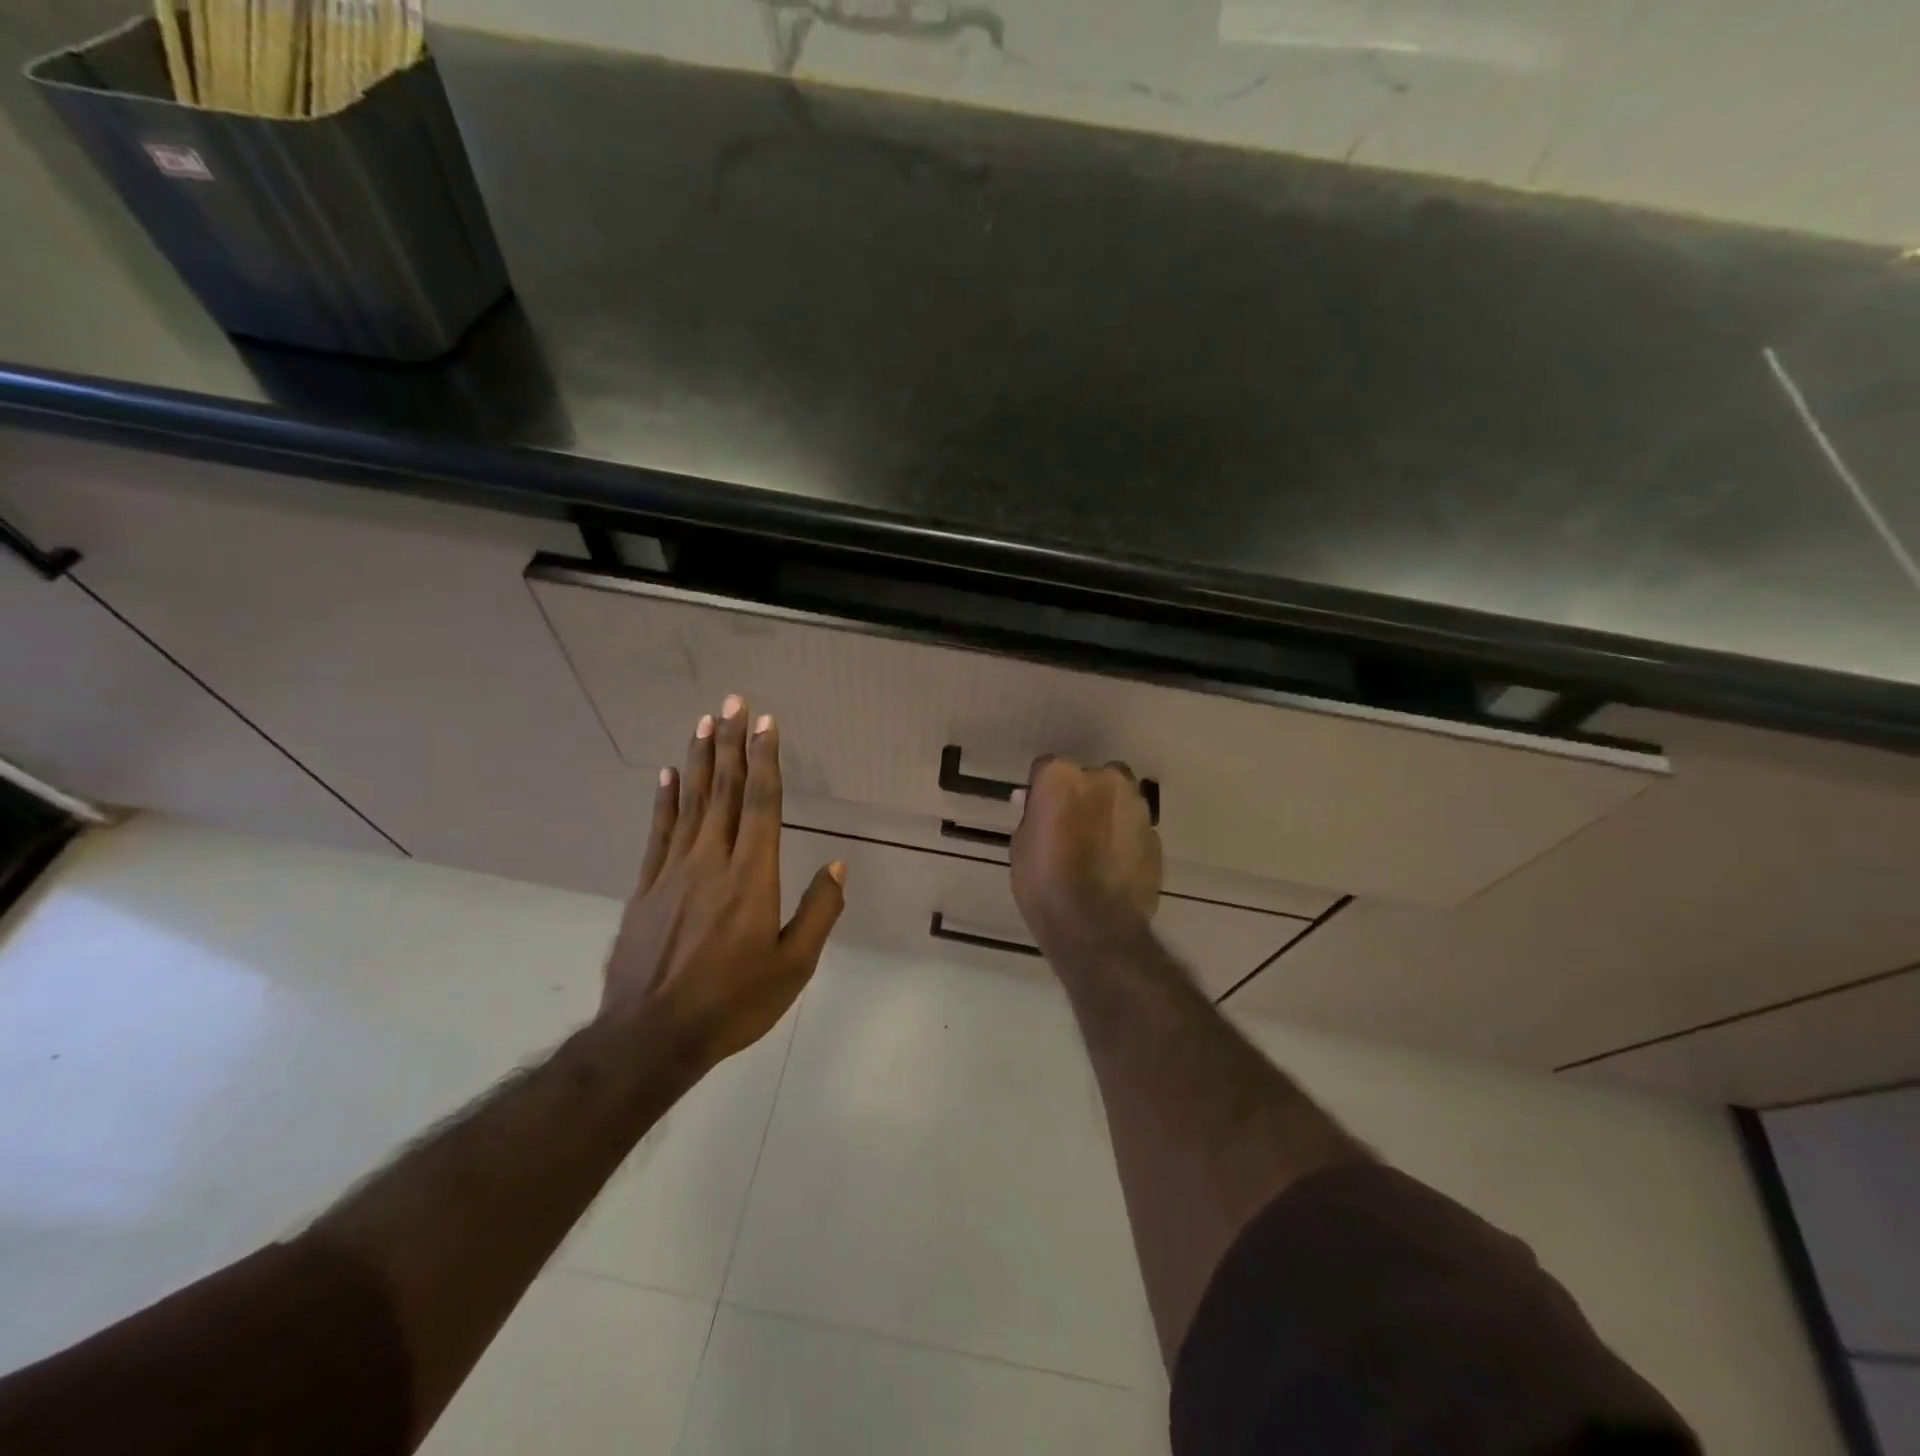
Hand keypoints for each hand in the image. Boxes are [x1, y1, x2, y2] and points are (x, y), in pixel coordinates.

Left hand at [602, 695, 845, 1067]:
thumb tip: (838, 867)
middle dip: (732, 743)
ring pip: (690, 803)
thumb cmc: (733, 1002)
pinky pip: (658, 832)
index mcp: (751, 877)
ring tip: (705, 722)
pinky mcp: (645, 888)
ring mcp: (672, 872)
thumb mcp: (793, 966)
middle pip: (724, 791)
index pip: (762, 804)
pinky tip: (668, 774)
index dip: (765, 760)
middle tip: (735, 702)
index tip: (767, 723)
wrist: (651, 1036)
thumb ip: (819, 912)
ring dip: (700, 760)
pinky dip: (665, 800)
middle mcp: (712, 861)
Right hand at [1010, 757, 1161, 952]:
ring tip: (1095, 848)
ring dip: (1108, 814)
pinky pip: (1135, 829)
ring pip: (1119, 799)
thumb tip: (1033, 802)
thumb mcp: (1020, 847)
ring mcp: (1135, 807)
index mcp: (1062, 777)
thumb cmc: (1044, 884)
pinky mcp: (1155, 836)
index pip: (1047, 768)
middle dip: (1083, 796)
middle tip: (1070, 828)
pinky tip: (1114, 866)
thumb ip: (1031, 817)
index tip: (1039, 812)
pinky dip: (1125, 839)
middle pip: (1091, 778)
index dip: (1042, 791)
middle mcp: (1104, 780)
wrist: (1095, 927)